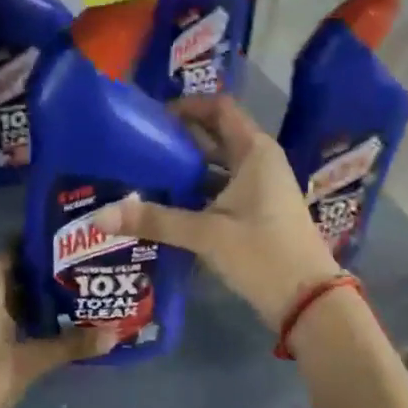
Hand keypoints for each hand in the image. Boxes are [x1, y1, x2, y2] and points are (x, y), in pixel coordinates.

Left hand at [0, 252, 113, 407]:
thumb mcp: (32, 361)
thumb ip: (71, 344)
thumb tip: (115, 335)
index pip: (16, 248)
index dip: (44, 252)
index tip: (73, 257)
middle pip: (5, 271)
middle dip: (38, 279)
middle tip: (75, 284)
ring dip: (21, 300)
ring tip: (62, 306)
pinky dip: (3, 315)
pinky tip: (31, 331)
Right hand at [94, 95, 340, 329]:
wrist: (309, 301)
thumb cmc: (263, 253)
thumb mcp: (207, 234)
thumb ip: (155, 221)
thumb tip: (99, 216)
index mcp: (255, 152)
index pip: (219, 109)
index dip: (187, 106)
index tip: (152, 116)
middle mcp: (259, 162)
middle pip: (215, 136)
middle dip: (179, 139)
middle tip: (138, 145)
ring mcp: (260, 189)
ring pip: (217, 167)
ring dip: (185, 168)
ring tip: (143, 173)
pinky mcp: (256, 213)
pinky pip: (221, 191)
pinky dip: (196, 193)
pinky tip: (166, 205)